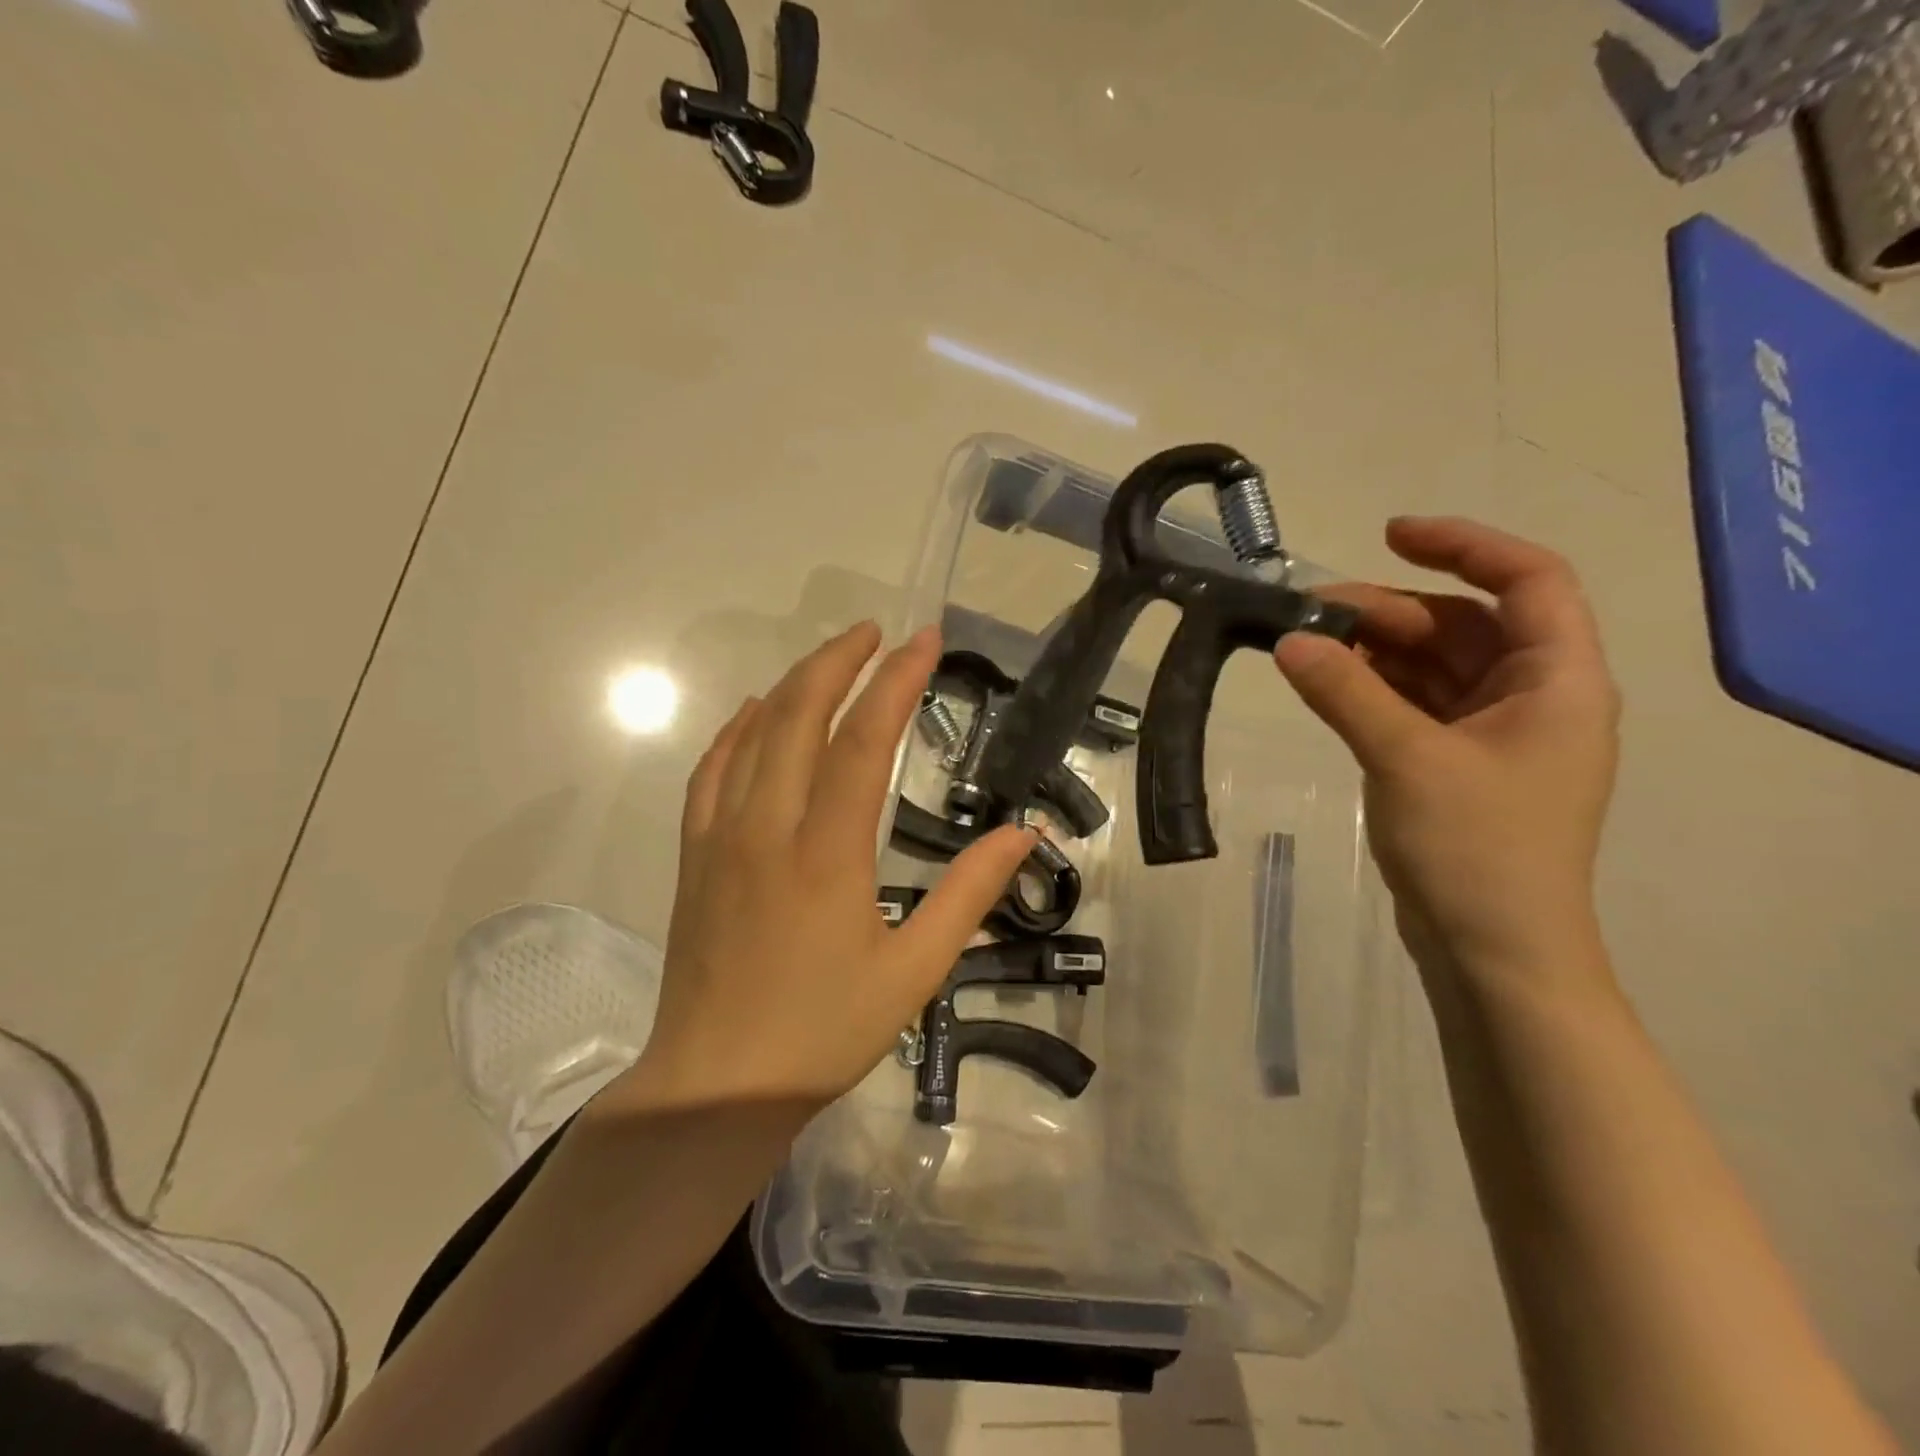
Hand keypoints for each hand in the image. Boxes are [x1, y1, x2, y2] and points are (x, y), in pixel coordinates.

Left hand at [623, 622, 1035, 1109]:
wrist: (715, 1086)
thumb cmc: (823, 1032)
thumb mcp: (914, 971)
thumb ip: (969, 894)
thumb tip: (1025, 834)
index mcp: (827, 854)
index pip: (863, 741)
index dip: (896, 682)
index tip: (924, 641)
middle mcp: (768, 828)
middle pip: (800, 716)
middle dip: (840, 661)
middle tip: (877, 631)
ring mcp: (721, 838)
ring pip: (753, 734)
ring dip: (794, 684)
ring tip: (832, 658)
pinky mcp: (694, 855)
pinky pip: (711, 771)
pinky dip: (737, 729)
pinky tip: (756, 712)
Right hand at [1275, 517, 1619, 984]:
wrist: (1495, 951)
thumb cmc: (1477, 849)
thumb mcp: (1407, 759)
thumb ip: (1346, 693)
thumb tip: (1287, 640)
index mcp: (1558, 680)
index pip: (1528, 580)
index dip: (1463, 544)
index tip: (1388, 535)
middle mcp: (1534, 696)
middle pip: (1465, 623)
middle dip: (1391, 610)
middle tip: (1312, 614)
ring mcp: (1495, 734)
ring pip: (1434, 665)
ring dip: (1376, 650)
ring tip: (1308, 646)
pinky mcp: (1458, 764)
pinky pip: (1416, 704)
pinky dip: (1374, 689)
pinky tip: (1328, 685)